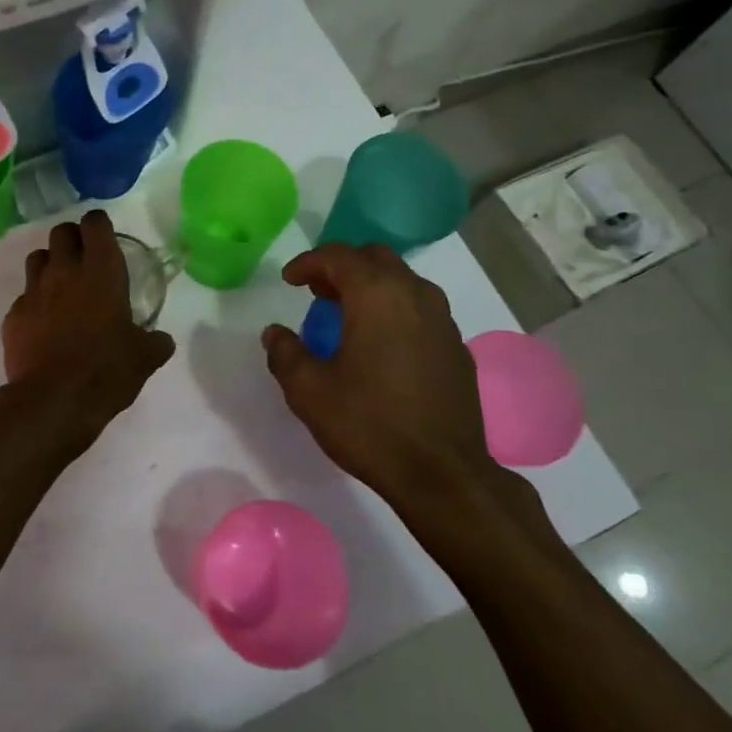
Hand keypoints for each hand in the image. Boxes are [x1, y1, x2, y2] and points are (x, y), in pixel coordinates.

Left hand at [0, 210, 175, 455]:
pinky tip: (43, 325)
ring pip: (37, 258)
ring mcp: (33, 291)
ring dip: (49, 265)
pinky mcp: (13, 315)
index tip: (105, 238)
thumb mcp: (144, 358)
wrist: (53, 401)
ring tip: (61, 287)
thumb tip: (162, 340)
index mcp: (101, 271)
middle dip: (73, 239)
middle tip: (84, 260)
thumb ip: (155, 341)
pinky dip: (34, 304)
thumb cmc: (107, 371)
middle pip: (61, 232)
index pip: (95, 224)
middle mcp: (65, 271)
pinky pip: (23, 297)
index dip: (99, 226)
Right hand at [261, 243, 509, 513]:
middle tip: (318, 292)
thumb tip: (275, 333)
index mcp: (376, 294)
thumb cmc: (369, 424)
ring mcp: (442, 320)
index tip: (289, 281)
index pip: (338, 256)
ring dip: (372, 287)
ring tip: (348, 316)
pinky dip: (396, 311)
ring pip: (403, 281)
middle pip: (375, 258)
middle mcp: (414, 294)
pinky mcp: (457, 347)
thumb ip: (285, 353)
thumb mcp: (309, 391)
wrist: (443, 475)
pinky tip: (382, 346)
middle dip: (342, 268)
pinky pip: (421, 310)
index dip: (308, 262)